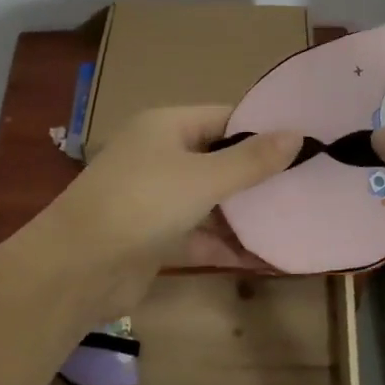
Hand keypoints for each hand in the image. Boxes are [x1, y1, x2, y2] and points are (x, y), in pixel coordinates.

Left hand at [38, 106, 300, 317]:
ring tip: (294, 220)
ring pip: (210, 199)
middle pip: (219, 158)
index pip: (224, 117)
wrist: (77, 268)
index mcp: (167, 126)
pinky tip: (263, 258)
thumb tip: (296, 133)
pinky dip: (225, 243)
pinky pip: (198, 233)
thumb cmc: (143, 204)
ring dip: (244, 213)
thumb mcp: (203, 178)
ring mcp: (155, 197)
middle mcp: (160, 155)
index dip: (262, 129)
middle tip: (307, 184)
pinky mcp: (154, 236)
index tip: (305, 143)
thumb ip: (251, 160)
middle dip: (258, 174)